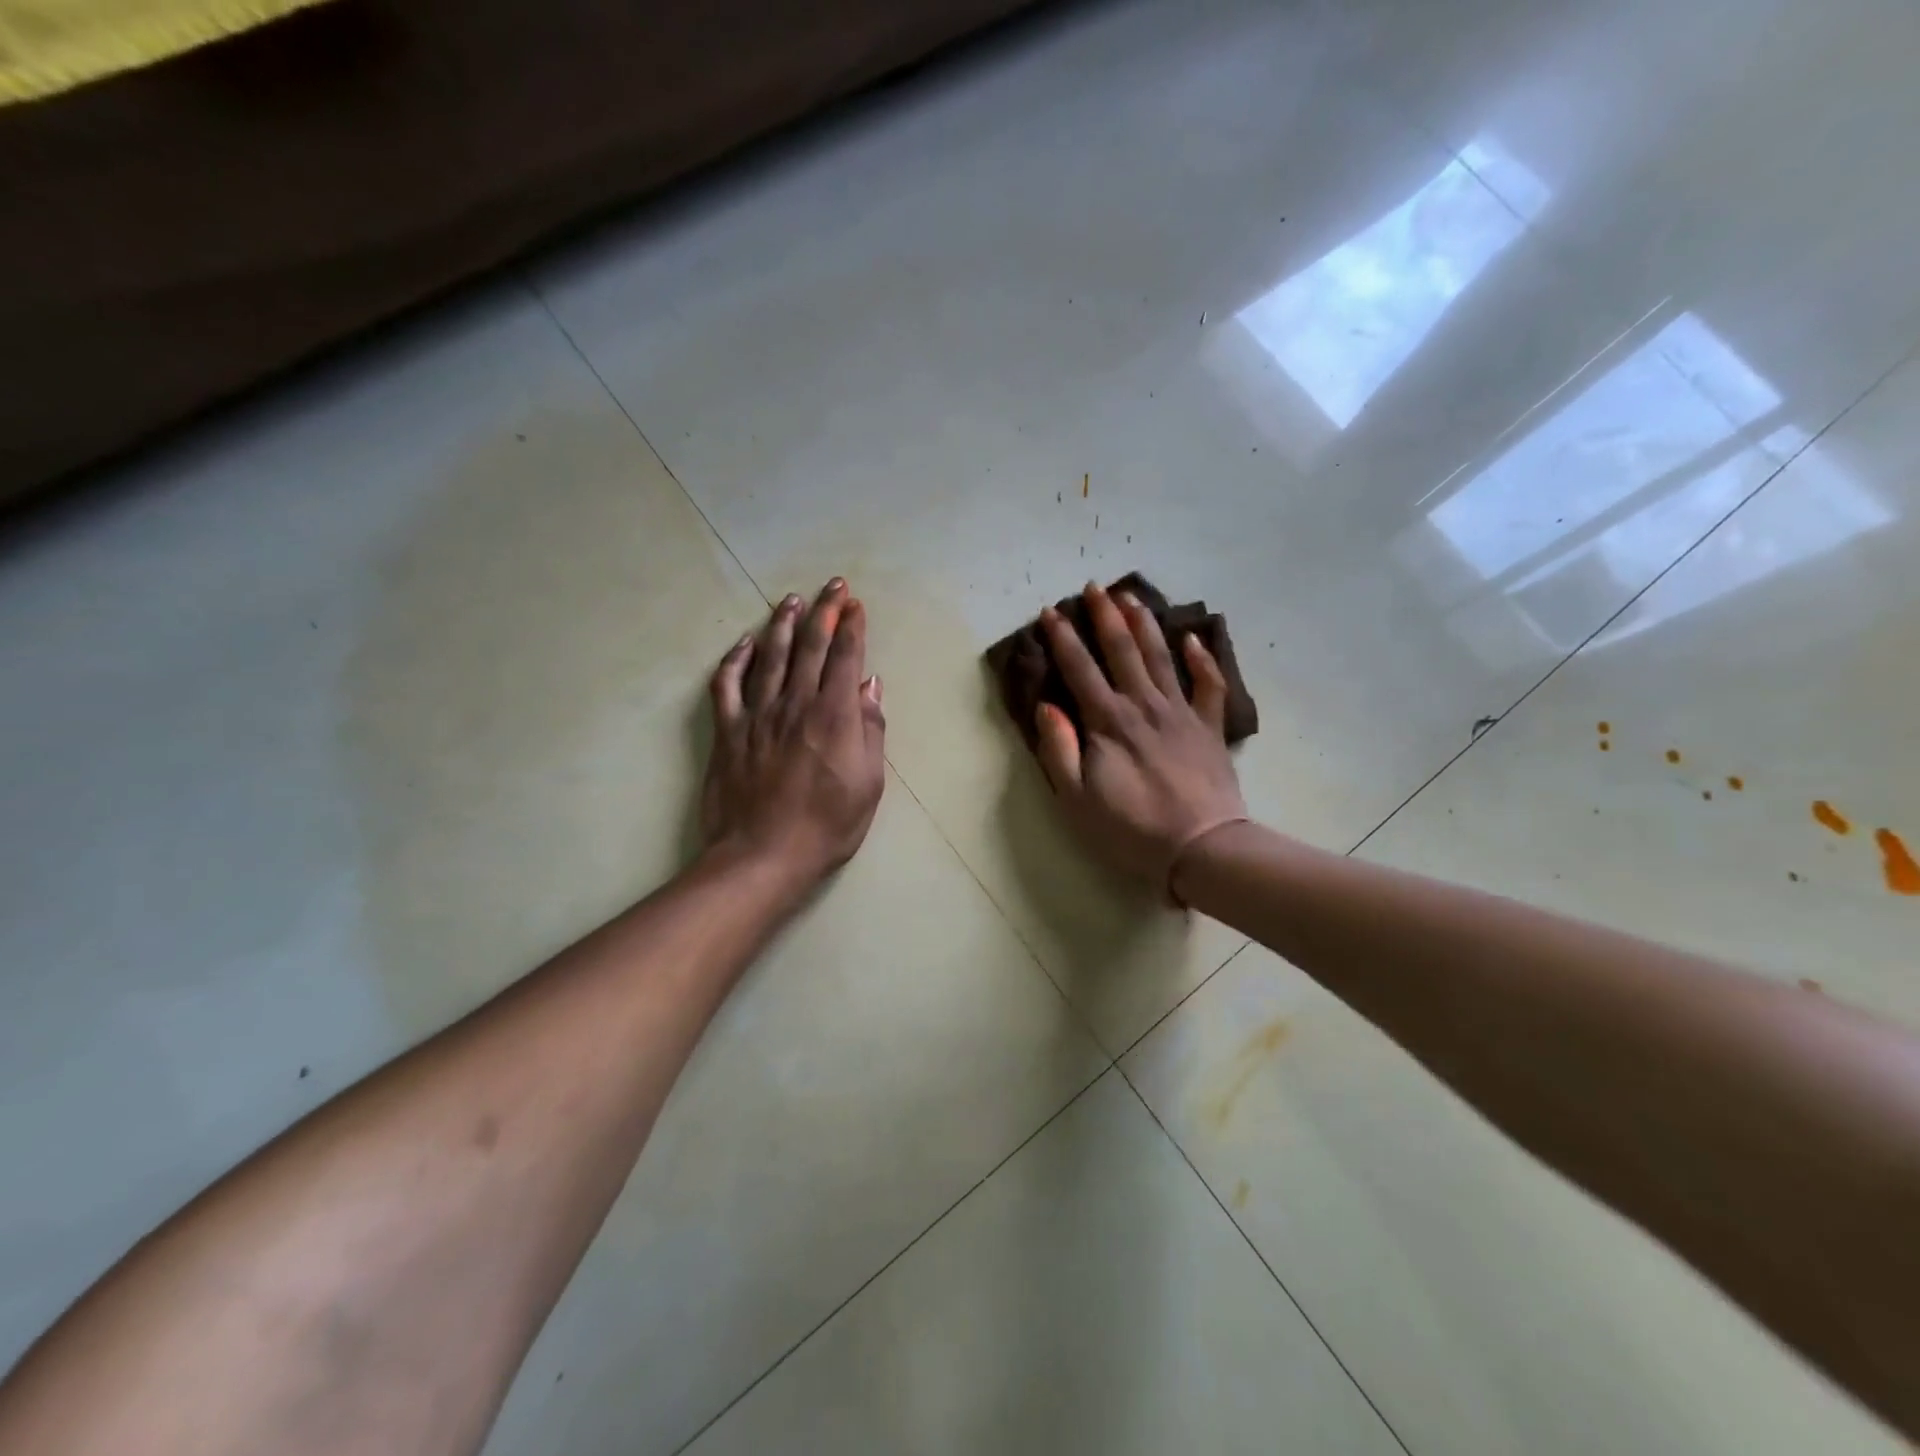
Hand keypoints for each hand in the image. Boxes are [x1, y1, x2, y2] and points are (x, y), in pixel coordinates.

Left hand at [702, 579, 885, 887]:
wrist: (763, 855)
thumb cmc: (827, 825)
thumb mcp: (869, 782)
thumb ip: (870, 729)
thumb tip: (870, 685)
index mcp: (834, 715)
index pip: (846, 657)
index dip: (852, 626)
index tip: (856, 604)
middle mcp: (795, 703)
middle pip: (811, 646)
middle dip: (825, 611)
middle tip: (833, 586)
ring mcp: (757, 714)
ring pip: (771, 656)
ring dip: (783, 624)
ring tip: (792, 600)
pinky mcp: (727, 731)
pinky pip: (727, 684)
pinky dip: (735, 660)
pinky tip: (744, 643)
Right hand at [1034, 582, 1246, 897]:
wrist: (1202, 848)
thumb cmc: (1132, 829)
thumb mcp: (1077, 799)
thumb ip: (1058, 749)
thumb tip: (1046, 706)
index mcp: (1108, 722)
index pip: (1080, 669)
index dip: (1062, 638)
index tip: (1050, 612)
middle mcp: (1144, 705)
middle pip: (1122, 650)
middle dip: (1105, 615)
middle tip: (1095, 586)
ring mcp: (1182, 713)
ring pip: (1162, 656)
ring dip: (1145, 624)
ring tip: (1133, 597)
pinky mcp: (1210, 727)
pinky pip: (1210, 685)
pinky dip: (1203, 659)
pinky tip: (1194, 638)